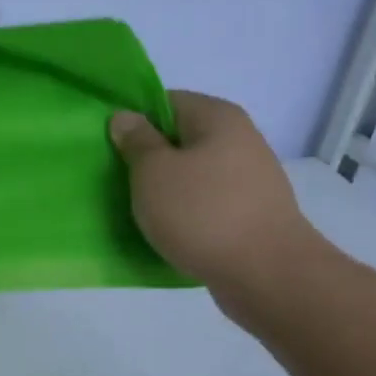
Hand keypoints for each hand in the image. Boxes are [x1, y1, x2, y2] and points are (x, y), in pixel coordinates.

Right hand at [110, 91, 327, 321]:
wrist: (267, 274)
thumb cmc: (203, 213)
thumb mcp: (154, 172)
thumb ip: (137, 141)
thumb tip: (126, 117)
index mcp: (218, 117)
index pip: (165, 101)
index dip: (133, 120)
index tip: (109, 147)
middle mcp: (239, 140)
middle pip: (179, 139)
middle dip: (147, 158)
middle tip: (116, 179)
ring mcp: (249, 178)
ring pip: (192, 174)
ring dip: (164, 189)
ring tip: (137, 209)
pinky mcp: (250, 213)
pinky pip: (206, 203)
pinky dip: (184, 212)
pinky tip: (167, 231)